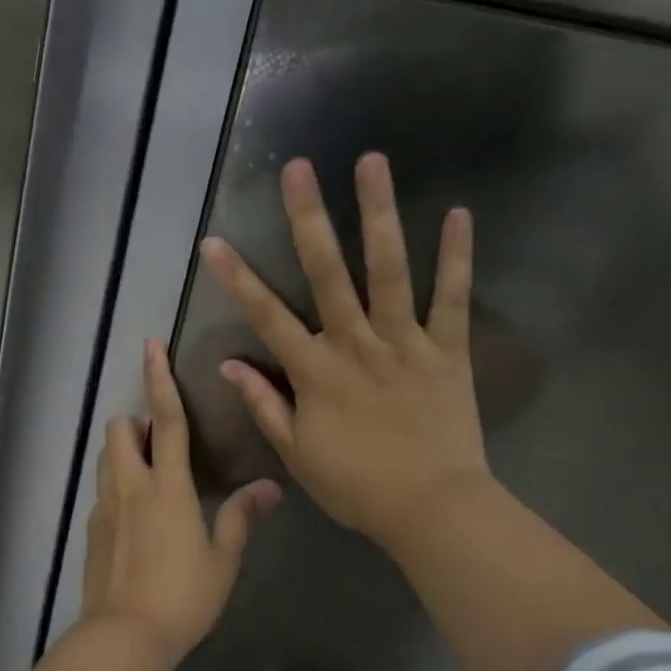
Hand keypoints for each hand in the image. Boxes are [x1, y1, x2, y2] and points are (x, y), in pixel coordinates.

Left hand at [81, 339, 282, 664]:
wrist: (124, 637)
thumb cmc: (183, 596)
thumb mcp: (223, 558)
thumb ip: (242, 517)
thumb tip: (270, 487)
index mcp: (166, 486)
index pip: (165, 420)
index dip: (160, 380)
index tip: (151, 346)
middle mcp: (129, 486)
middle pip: (119, 430)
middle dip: (135, 421)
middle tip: (159, 440)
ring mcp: (104, 508)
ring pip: (105, 457)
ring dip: (123, 451)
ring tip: (148, 473)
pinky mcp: (91, 531)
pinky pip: (101, 491)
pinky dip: (116, 486)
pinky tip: (134, 516)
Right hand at [200, 152, 490, 553]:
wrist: (432, 509)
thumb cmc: (357, 486)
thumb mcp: (297, 454)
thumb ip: (264, 405)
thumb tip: (227, 364)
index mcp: (315, 372)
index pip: (266, 317)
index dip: (237, 279)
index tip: (212, 242)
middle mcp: (355, 344)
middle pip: (327, 273)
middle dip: (309, 218)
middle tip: (300, 168)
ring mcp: (405, 342)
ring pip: (389, 270)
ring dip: (378, 215)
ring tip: (372, 162)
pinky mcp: (447, 350)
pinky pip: (453, 298)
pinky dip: (456, 257)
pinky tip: (458, 213)